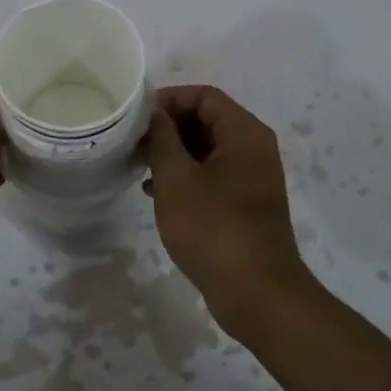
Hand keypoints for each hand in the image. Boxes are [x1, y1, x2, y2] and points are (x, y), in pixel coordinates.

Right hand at [144, 85, 314, 333]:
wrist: (257, 294)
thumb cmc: (214, 229)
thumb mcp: (177, 179)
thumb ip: (162, 138)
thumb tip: (154, 112)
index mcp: (244, 134)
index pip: (204, 96)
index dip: (169, 99)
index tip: (137, 117)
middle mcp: (254, 149)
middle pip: (207, 120)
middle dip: (169, 127)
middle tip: (133, 141)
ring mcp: (252, 179)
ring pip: (207, 150)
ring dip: (174, 153)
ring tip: (139, 164)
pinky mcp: (245, 205)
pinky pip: (212, 176)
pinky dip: (185, 177)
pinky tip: (154, 192)